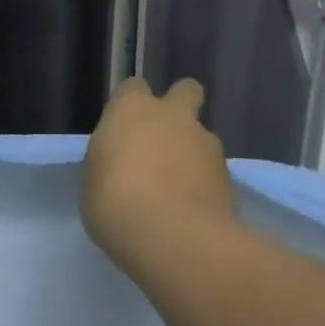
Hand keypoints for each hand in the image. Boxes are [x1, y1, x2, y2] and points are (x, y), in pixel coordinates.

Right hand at [82, 78, 235, 277]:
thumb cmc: (115, 203)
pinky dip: (204, 182)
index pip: (133, 87)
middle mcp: (173, 116)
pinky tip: (191, 208)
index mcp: (132, 110)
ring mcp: (207, 143)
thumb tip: (124, 161)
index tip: (123, 129)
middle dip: (179, 107)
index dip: (130, 105)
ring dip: (192, 153)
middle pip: (185, 90)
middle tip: (162, 140)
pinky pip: (213, 170)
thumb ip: (112, 160)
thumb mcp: (94, 180)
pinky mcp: (230, 175)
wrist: (173, 238)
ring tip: (177, 189)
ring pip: (201, 135)